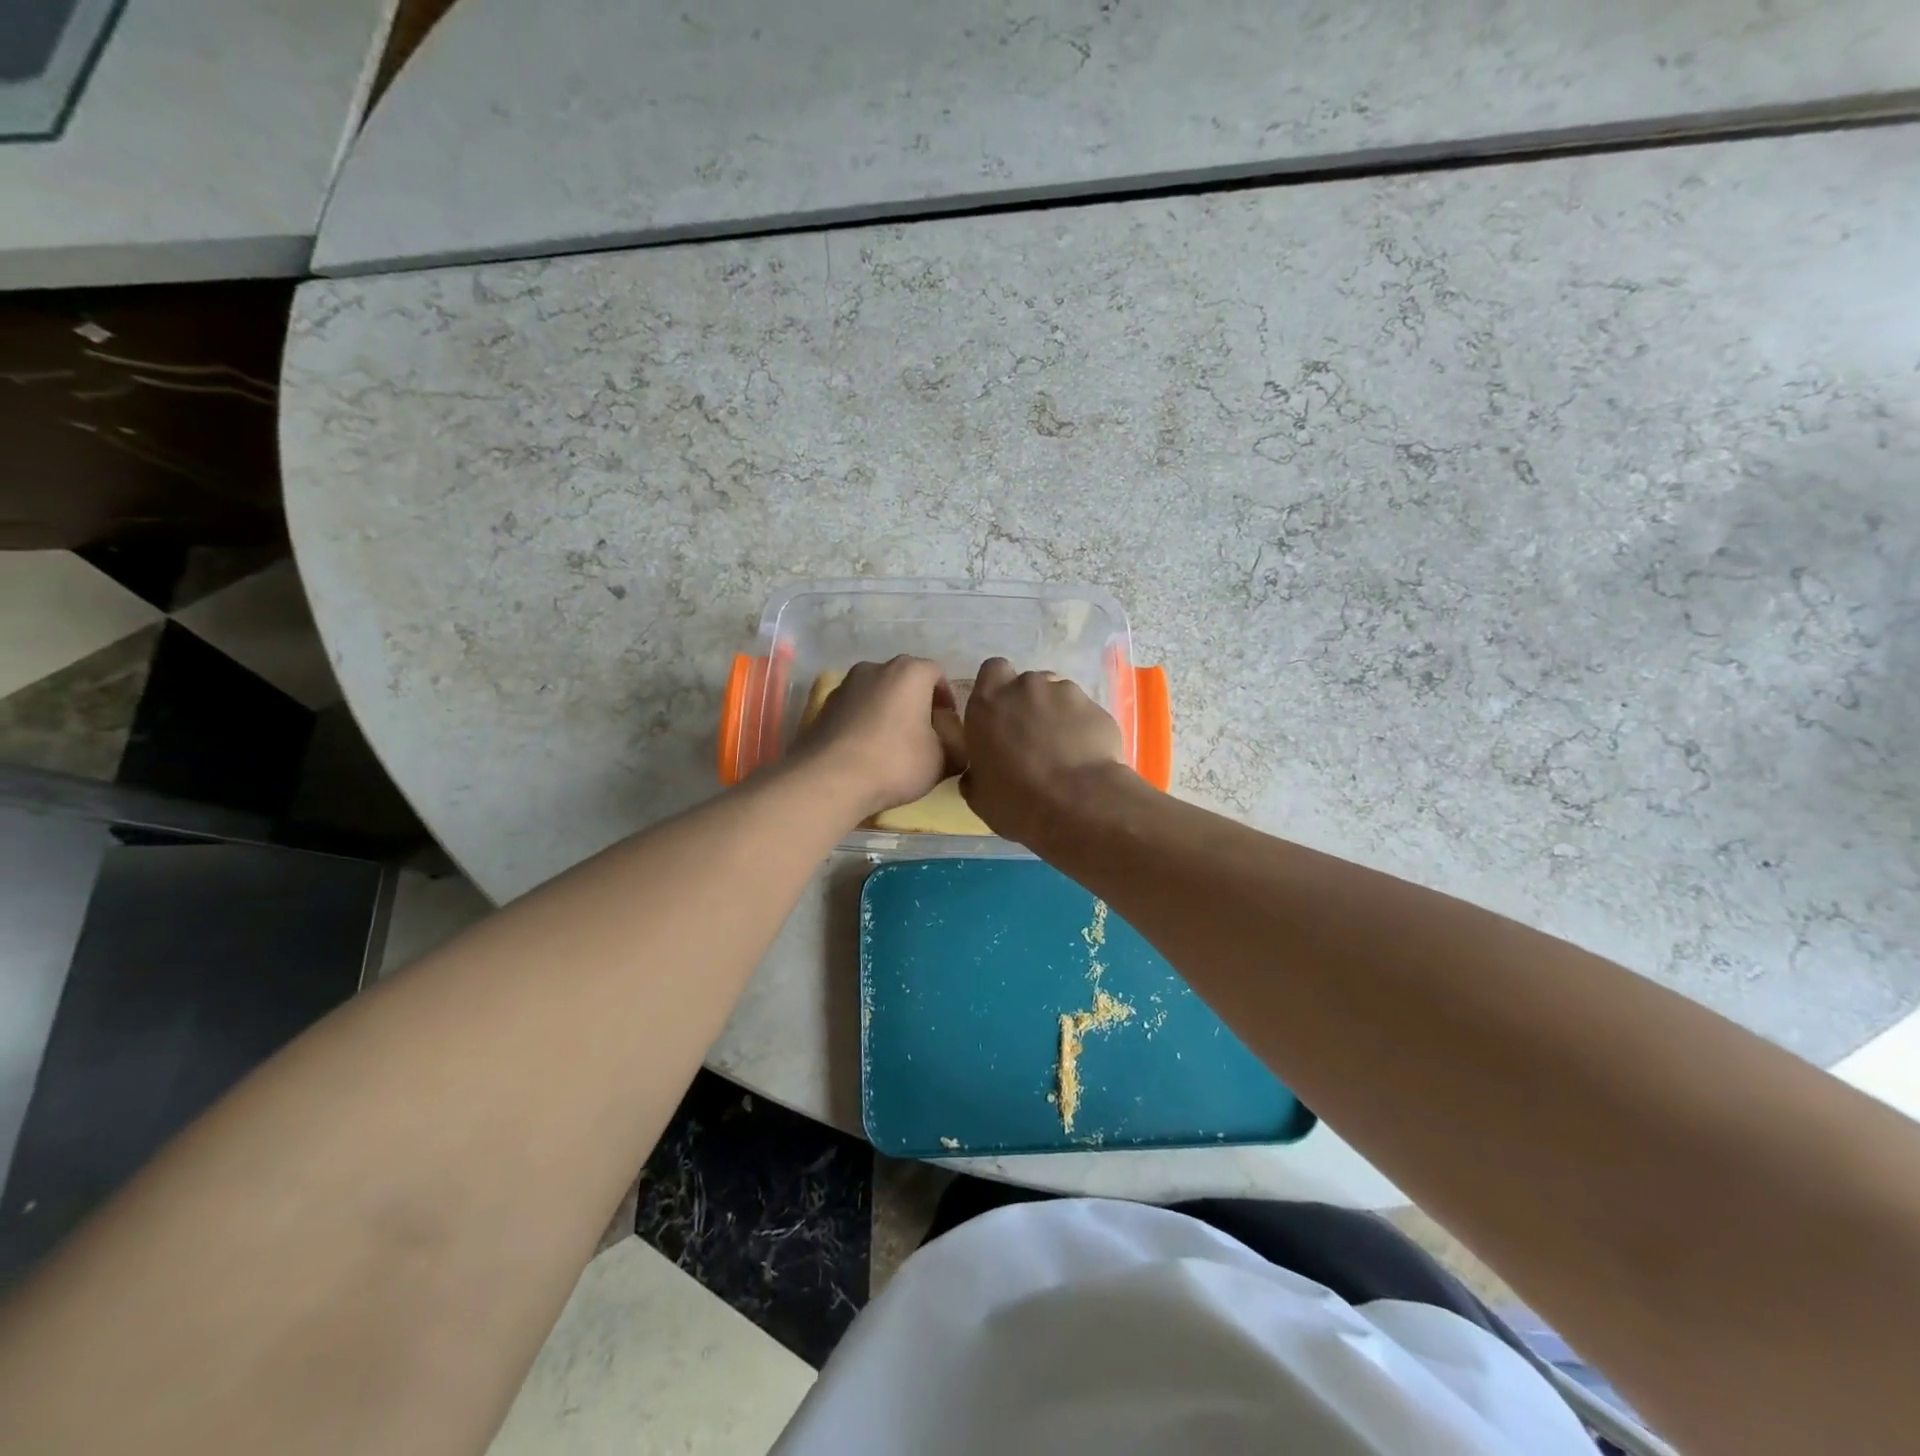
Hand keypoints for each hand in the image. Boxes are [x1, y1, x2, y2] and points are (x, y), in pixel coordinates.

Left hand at [790, 656, 962, 820]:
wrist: (830, 780)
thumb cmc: (896, 762)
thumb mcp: (943, 760)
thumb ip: (958, 747)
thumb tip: (955, 745)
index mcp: (910, 671)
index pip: (937, 674)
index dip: (946, 700)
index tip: (947, 727)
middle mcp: (876, 668)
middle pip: (905, 681)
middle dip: (916, 704)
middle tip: (923, 736)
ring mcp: (845, 685)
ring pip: (877, 694)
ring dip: (888, 712)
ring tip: (892, 745)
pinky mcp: (824, 706)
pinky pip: (855, 710)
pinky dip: (864, 723)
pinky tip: (866, 751)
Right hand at [961, 657, 1128, 844]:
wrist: (1077, 805)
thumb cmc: (1015, 800)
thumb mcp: (979, 795)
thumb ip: (976, 772)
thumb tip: (978, 773)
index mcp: (988, 703)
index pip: (992, 670)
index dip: (999, 687)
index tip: (1002, 713)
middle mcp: (1025, 688)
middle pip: (1027, 683)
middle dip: (1030, 704)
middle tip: (1033, 737)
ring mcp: (1065, 693)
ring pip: (1059, 696)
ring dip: (1058, 715)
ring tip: (1064, 750)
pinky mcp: (1097, 708)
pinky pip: (1085, 714)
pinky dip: (1083, 729)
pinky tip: (1086, 757)